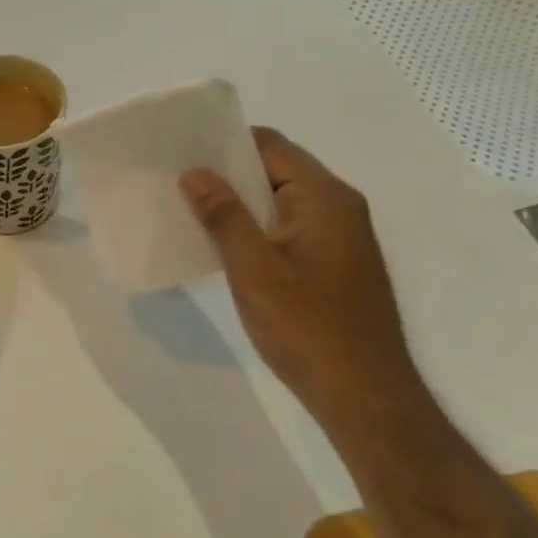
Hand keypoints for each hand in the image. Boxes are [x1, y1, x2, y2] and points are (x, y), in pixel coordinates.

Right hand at [180, 129, 425, 423]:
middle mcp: (337, 207)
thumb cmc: (308, 327)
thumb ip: (224, 216)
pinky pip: (285, 227)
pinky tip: (220, 244)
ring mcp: (337, 236)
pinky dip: (253, 227)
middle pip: (275, 169)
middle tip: (175, 180)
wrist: (363, 394)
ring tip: (187, 209)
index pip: (270, 146)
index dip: (225, 143)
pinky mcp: (331, 262)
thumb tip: (195, 172)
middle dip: (226, 172)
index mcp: (325, 198)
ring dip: (237, 203)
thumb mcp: (255, 269)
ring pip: (278, 200)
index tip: (181, 151)